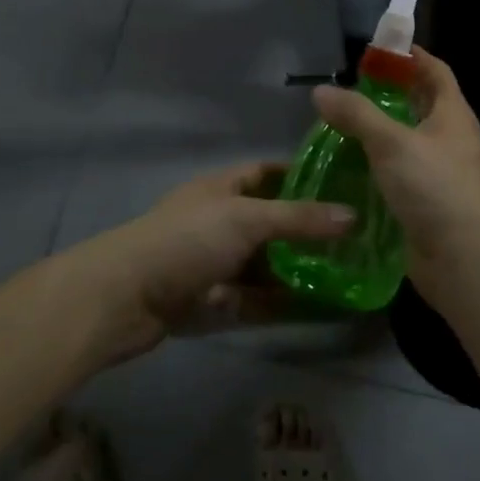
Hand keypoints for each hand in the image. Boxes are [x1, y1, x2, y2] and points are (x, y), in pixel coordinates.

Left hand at [64, 163, 353, 363]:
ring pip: (266, 264)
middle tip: (355, 237)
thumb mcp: (247, 219)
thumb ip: (299, 218)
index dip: (301, 174)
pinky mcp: (212, 301)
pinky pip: (256, 299)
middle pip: (271, 221)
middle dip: (307, 229)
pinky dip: (282, 302)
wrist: (124, 298)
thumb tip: (353, 216)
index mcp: (223, 188)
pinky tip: (318, 308)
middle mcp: (220, 221)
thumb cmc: (187, 240)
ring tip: (346, 274)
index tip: (342, 183)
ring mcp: (215, 263)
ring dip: (298, 269)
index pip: (267, 172)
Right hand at [311, 46, 479, 306]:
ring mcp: (438, 170)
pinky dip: (375, 164)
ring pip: (405, 139)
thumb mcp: (391, 143)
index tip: (375, 49)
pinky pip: (397, 171)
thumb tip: (321, 91)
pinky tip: (346, 166)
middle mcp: (448, 137)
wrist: (463, 259)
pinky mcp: (424, 199)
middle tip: (347, 88)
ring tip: (338, 124)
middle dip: (386, 93)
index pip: (434, 69)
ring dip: (377, 130)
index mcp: (452, 114)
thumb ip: (356, 114)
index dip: (409, 55)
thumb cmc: (434, 188)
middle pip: (418, 103)